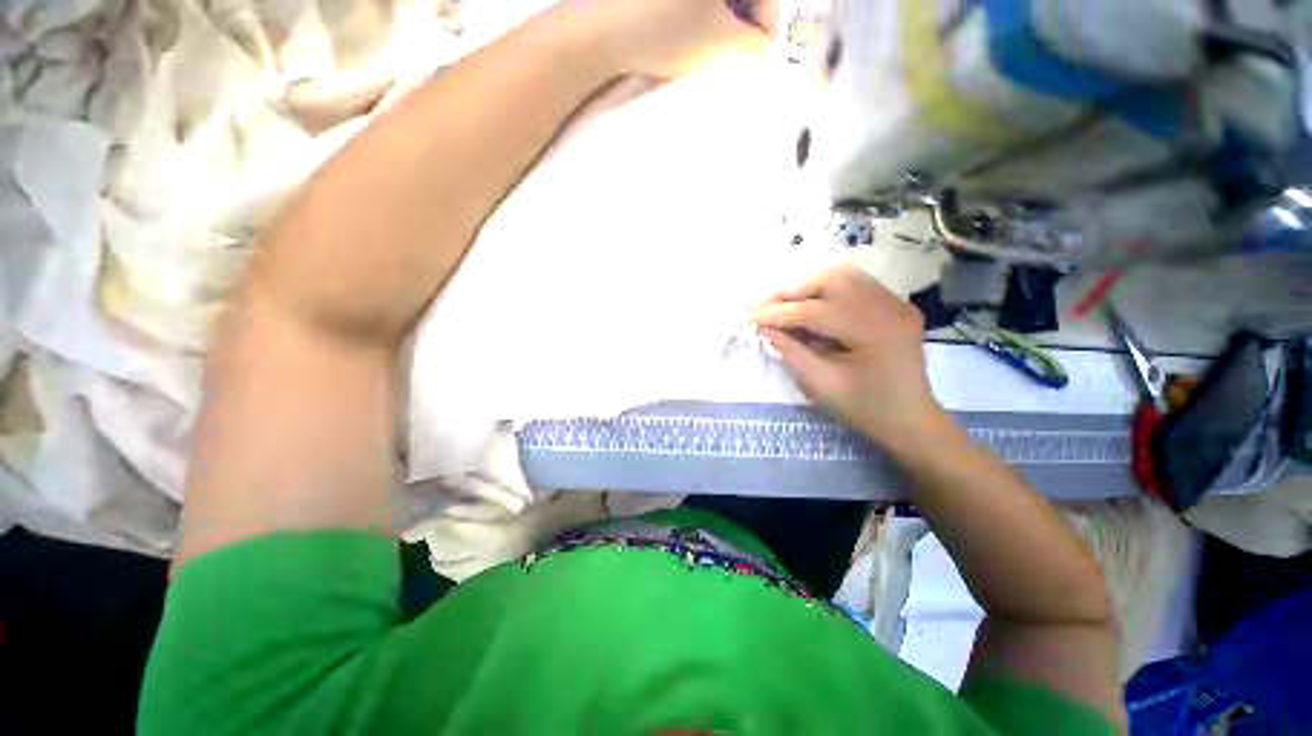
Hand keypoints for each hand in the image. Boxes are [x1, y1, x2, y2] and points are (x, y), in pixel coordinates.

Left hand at [577, 0, 772, 77]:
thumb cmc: (667, 32)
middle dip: (748, 17)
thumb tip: (767, 46)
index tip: (764, 49)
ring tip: (718, 43)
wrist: (606, 31)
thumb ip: (753, 44)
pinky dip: (705, 11)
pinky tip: (697, 31)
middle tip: (743, 49)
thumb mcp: (718, 41)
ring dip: (728, 15)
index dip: (768, 19)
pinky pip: (696, 2)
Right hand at [750, 265, 946, 447]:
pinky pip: (857, 286)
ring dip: (810, 289)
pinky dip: (828, 292)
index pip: (816, 312)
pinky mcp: (895, 306)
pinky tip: (813, 309)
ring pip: (845, 277)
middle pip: (833, 280)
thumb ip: (790, 352)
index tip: (750, 315)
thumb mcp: (820, 384)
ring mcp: (896, 303)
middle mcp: (889, 307)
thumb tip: (766, 327)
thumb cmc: (864, 408)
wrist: (910, 420)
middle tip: (769, 308)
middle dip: (795, 292)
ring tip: (787, 306)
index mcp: (874, 331)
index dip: (779, 313)